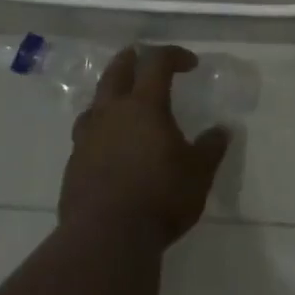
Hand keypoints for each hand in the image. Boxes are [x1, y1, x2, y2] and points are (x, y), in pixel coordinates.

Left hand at [59, 45, 230, 246]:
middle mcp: (111, 113)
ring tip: (121, 103)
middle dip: (130, 60)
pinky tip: (109, 146)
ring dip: (109, 95)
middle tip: (139, 56)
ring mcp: (87, 139)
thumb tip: (221, 131)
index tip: (190, 63)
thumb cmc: (160, 197)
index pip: (157, 63)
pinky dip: (100, 130)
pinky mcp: (73, 166)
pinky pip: (86, 136)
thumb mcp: (199, 173)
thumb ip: (210, 148)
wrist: (105, 238)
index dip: (173, 56)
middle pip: (116, 73)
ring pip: (95, 104)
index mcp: (144, 106)